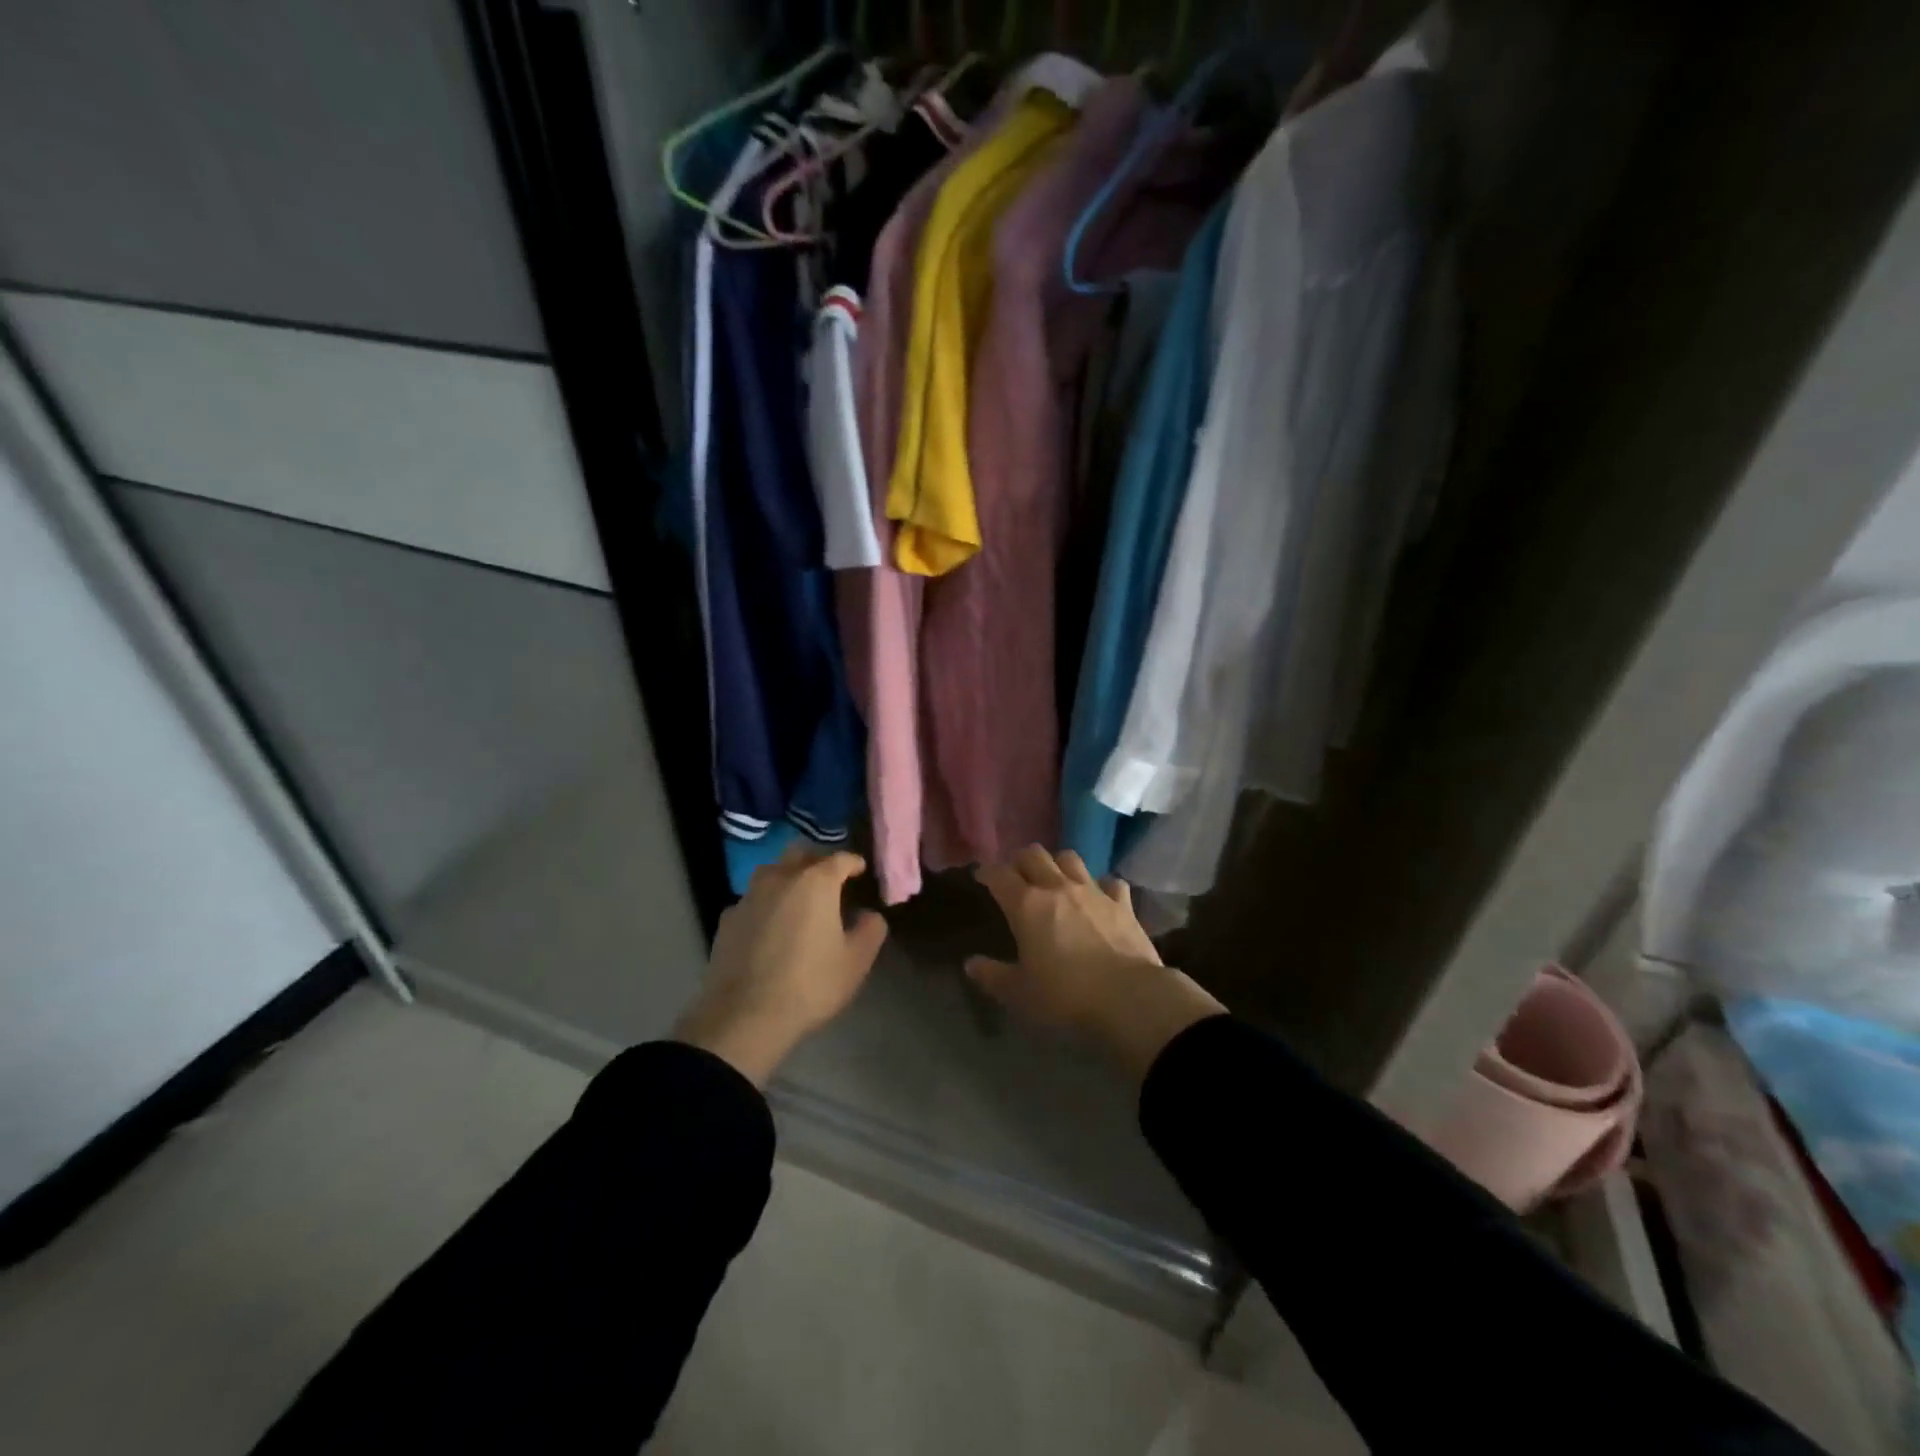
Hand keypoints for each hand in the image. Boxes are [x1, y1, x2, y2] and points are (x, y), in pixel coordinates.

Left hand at [673, 846, 887, 1085]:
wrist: (744, 1017)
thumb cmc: (810, 984)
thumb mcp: (856, 961)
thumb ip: (871, 930)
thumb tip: (869, 914)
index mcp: (816, 882)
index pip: (840, 858)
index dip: (853, 863)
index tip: (860, 871)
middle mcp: (780, 878)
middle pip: (800, 853)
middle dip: (817, 861)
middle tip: (829, 880)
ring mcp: (749, 896)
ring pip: (772, 873)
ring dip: (788, 878)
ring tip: (798, 900)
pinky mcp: (727, 919)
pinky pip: (752, 900)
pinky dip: (766, 905)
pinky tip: (769, 927)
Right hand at [968, 846, 1223, 1080]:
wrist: (1129, 998)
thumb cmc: (1065, 996)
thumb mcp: (1020, 993)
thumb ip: (993, 976)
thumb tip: (971, 964)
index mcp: (1026, 905)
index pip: (999, 875)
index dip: (987, 871)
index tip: (981, 875)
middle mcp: (1057, 888)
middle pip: (1034, 855)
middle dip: (1020, 860)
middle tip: (1016, 874)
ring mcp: (1093, 891)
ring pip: (1070, 858)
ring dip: (1057, 863)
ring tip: (1054, 877)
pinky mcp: (1122, 904)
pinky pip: (1110, 882)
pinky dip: (1101, 885)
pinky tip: (1100, 896)